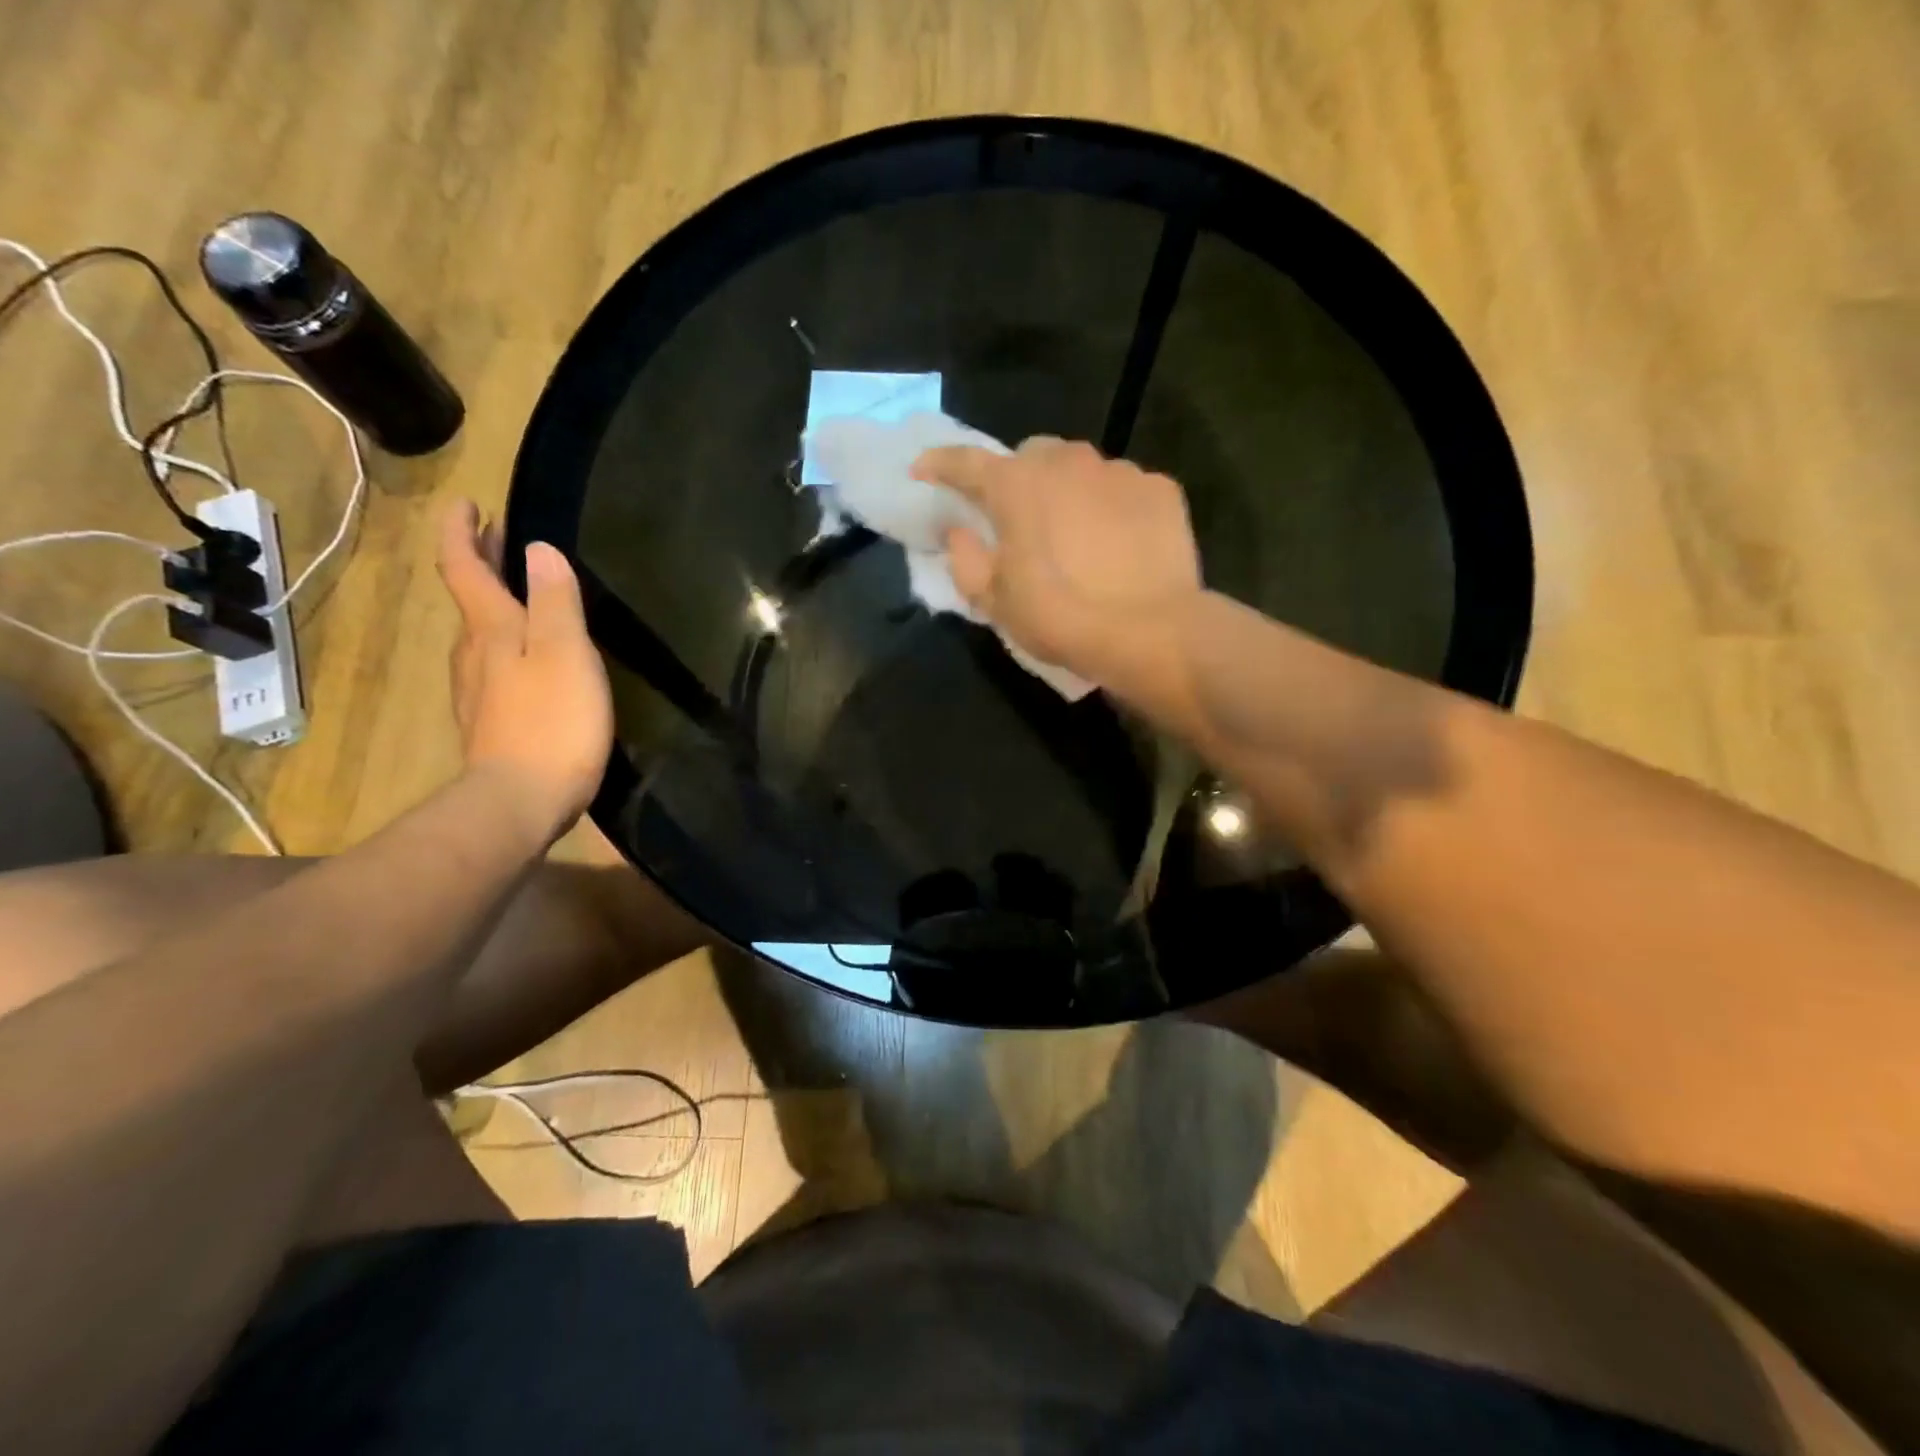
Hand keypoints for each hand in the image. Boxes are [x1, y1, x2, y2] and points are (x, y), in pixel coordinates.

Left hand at [436, 500, 611, 845]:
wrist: (520, 801)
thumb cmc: (552, 721)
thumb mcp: (565, 653)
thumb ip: (555, 600)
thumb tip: (538, 548)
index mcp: (492, 630)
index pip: (466, 569)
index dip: (463, 533)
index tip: (466, 502)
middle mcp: (475, 654)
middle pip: (471, 598)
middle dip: (480, 563)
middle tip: (496, 535)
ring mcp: (478, 691)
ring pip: (480, 634)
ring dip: (494, 603)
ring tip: (517, 591)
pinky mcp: (492, 722)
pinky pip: (494, 666)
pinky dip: (506, 643)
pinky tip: (527, 657)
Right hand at [912, 438, 1201, 682]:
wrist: (1147, 632)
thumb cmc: (1059, 616)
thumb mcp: (995, 600)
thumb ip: (966, 559)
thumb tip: (958, 531)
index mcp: (1016, 485)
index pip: (965, 462)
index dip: (939, 464)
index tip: (923, 469)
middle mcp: (1067, 462)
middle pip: (1031, 457)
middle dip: (1018, 479)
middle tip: (1019, 519)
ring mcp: (1118, 470)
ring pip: (1081, 468)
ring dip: (1068, 491)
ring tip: (1075, 533)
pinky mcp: (1159, 488)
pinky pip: (1123, 488)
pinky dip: (1112, 507)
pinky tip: (1118, 542)